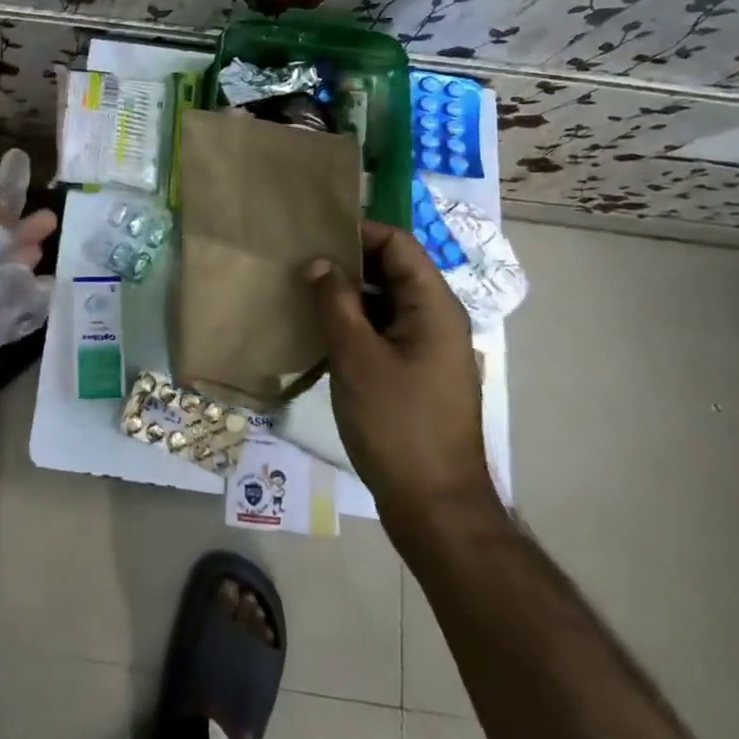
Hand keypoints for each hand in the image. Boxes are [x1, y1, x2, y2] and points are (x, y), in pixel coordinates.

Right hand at [306, 221, 495, 511]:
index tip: (312, 236)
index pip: (397, 243)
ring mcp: (429, 348)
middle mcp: (438, 318)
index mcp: (433, 305)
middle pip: (392, 269)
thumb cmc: (396, 424)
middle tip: (300, 262)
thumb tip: (317, 261)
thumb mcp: (356, 356)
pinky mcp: (418, 373)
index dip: (357, 232)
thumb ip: (334, 301)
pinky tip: (322, 331)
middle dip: (347, 261)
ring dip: (348, 294)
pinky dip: (356, 322)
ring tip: (303, 292)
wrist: (435, 507)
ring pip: (386, 301)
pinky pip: (386, 330)